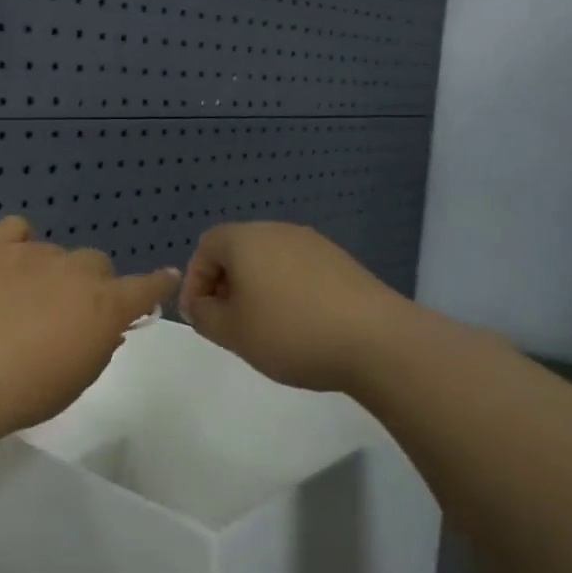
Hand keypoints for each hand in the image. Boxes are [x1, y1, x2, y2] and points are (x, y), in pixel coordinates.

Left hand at [0, 217, 179, 436]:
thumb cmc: (24, 393)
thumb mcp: (75, 381)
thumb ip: (97, 346)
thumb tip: (104, 328)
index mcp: (105, 305)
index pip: (145, 287)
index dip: (155, 284)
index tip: (162, 280)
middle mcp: (74, 271)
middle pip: (95, 265)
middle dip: (89, 286)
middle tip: (66, 317)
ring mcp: (30, 255)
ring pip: (55, 253)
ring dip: (50, 272)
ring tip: (22, 302)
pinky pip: (14, 229)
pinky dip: (17, 243)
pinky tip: (7, 262)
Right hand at [180, 223, 400, 392]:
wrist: (377, 341)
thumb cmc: (290, 332)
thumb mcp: (231, 332)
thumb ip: (203, 315)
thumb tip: (200, 304)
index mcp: (246, 240)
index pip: (205, 247)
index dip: (195, 282)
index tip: (200, 316)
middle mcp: (279, 231)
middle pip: (238, 251)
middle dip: (225, 286)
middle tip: (227, 324)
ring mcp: (315, 244)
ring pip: (269, 261)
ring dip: (255, 290)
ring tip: (262, 328)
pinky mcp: (341, 262)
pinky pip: (298, 271)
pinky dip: (286, 292)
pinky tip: (298, 325)